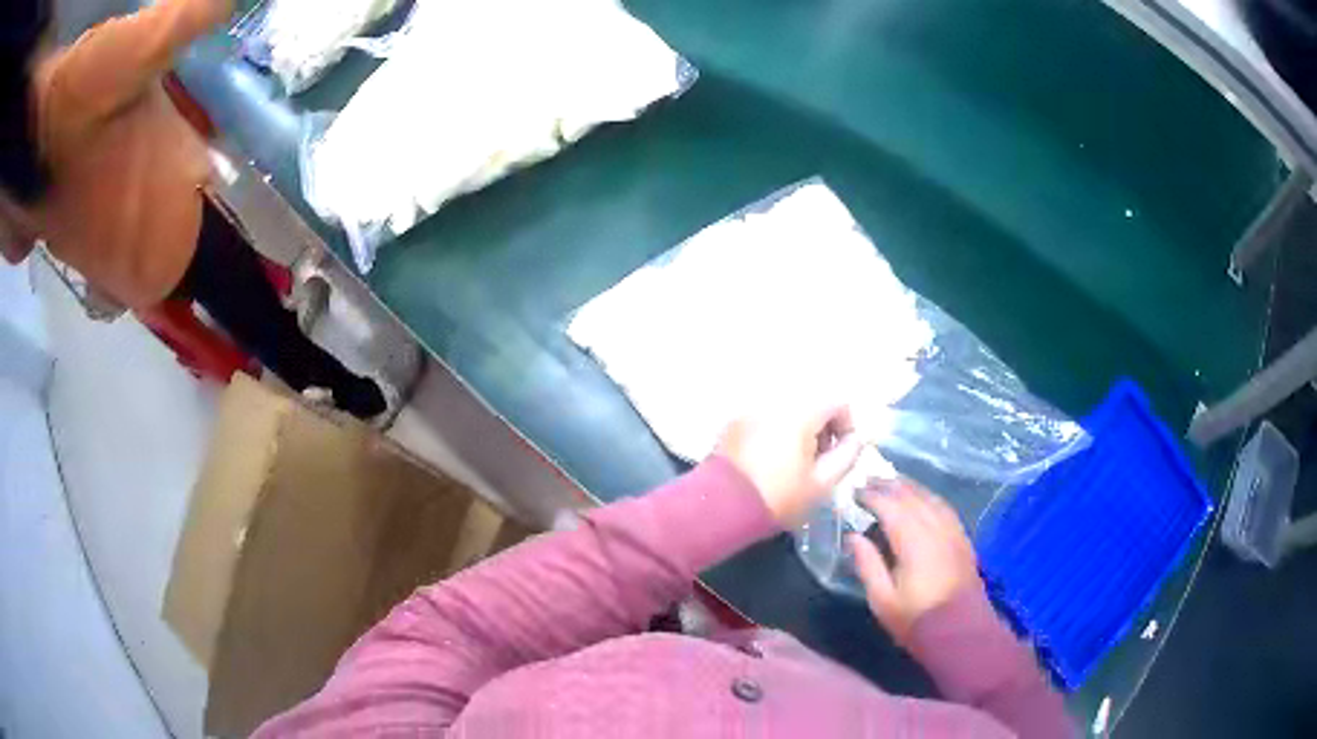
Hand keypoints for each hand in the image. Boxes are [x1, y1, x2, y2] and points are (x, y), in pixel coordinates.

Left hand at [717, 403, 862, 525]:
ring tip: (793, 464)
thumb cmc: (779, 497)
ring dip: (798, 430)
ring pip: (788, 411)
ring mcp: (751, 410)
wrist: (722, 507)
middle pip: (812, 404)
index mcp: (801, 412)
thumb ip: (847, 456)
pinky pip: (765, 420)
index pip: (838, 402)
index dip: (847, 427)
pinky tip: (768, 461)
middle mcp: (776, 402)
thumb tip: (855, 439)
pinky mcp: (733, 423)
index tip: (840, 453)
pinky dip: (774, 433)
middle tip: (818, 462)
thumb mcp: (823, 483)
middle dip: (821, 429)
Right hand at [848, 481, 981, 646]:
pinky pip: (944, 507)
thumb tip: (853, 536)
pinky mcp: (962, 538)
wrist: (961, 633)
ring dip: (910, 487)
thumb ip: (868, 565)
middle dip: (889, 485)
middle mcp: (936, 528)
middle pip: (912, 496)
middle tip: (868, 479)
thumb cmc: (916, 620)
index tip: (853, 490)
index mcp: (914, 542)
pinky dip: (928, 497)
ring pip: (930, 498)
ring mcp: (953, 531)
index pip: (890, 506)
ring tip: (891, 482)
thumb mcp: (883, 600)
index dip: (871, 495)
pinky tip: (921, 499)